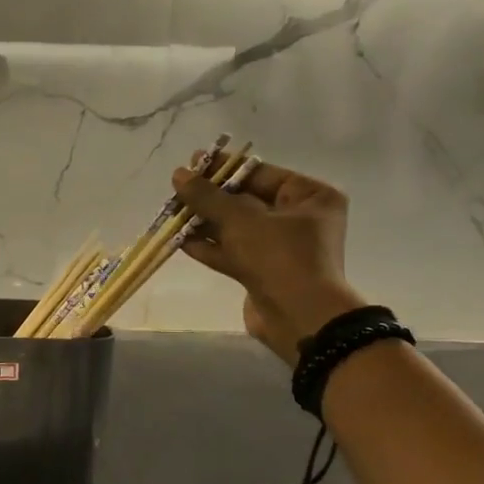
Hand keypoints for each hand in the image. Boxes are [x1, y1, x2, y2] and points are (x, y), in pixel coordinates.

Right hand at [172, 159, 364, 362]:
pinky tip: (181, 240)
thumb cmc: (279, 257)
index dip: (225, 168)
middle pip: (247, 200)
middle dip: (211, 198)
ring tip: (173, 214)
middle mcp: (299, 220)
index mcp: (311, 197)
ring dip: (205, 222)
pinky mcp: (263, 272)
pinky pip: (233, 252)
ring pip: (236, 228)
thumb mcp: (241, 220)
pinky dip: (210, 246)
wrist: (299, 319)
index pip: (262, 174)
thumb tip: (179, 174)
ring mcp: (281, 248)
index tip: (193, 163)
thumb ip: (208, 196)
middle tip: (178, 189)